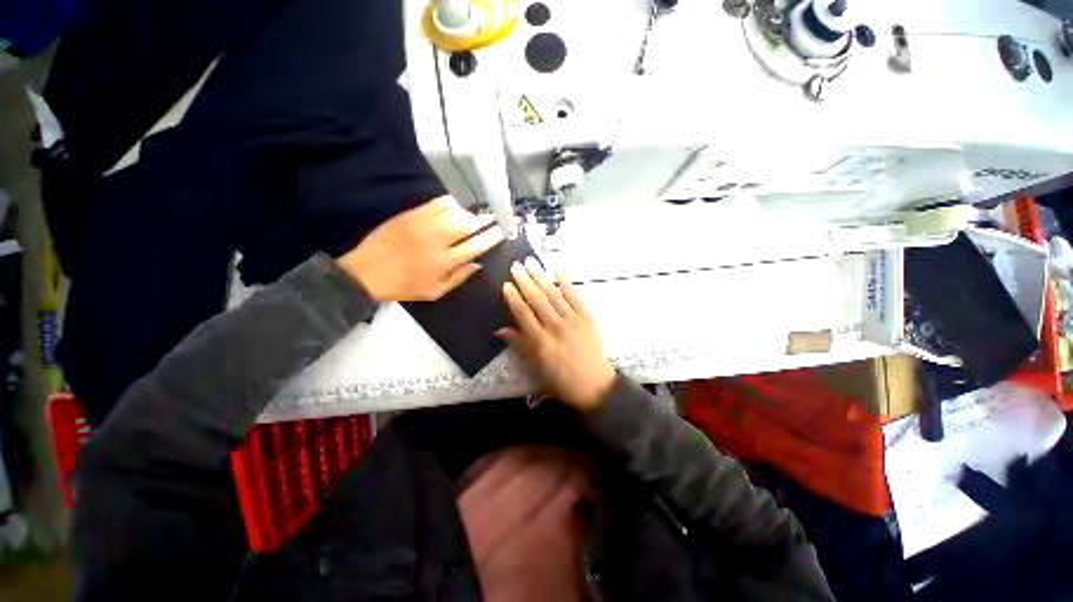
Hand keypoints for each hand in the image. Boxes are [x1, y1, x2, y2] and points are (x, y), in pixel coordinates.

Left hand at [336, 197, 503, 301]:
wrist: (366, 272)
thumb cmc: (403, 287)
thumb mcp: (434, 292)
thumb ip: (458, 278)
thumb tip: (478, 265)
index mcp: (445, 262)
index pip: (476, 246)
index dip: (491, 238)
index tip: (500, 232)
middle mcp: (438, 241)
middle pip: (468, 225)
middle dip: (484, 221)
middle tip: (491, 220)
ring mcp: (424, 225)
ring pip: (455, 212)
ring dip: (467, 213)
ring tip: (471, 216)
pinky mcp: (411, 215)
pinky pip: (436, 203)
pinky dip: (449, 203)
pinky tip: (453, 207)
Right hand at [498, 258, 615, 411]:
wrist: (596, 386)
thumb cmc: (562, 381)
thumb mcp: (537, 368)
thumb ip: (520, 345)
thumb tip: (501, 329)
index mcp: (540, 341)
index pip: (523, 313)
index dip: (513, 297)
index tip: (506, 283)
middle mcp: (555, 326)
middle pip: (537, 299)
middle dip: (525, 280)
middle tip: (516, 265)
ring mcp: (572, 320)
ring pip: (553, 294)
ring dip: (541, 277)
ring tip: (531, 262)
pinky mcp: (586, 318)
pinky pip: (575, 296)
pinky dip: (566, 282)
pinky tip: (558, 270)